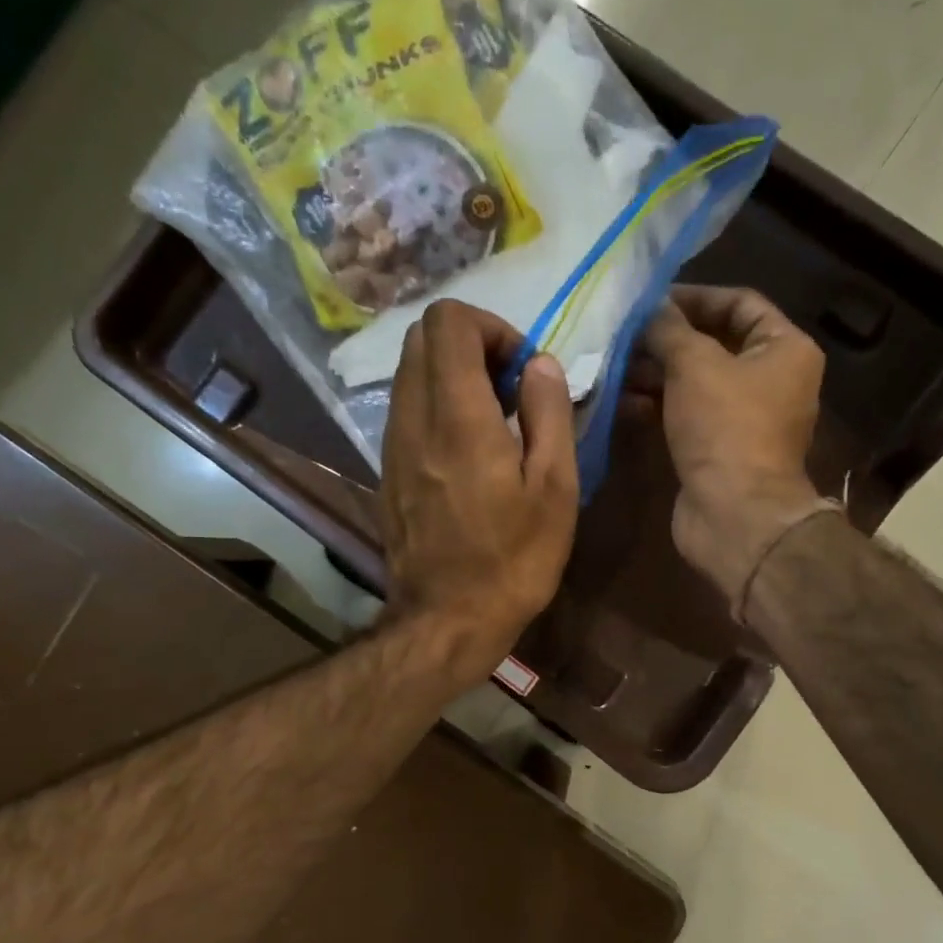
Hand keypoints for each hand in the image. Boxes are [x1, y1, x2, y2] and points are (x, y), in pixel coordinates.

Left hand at [379, 300, 578, 683]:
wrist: (447, 620)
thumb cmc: (514, 561)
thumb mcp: (555, 490)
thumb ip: (549, 413)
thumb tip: (539, 363)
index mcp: (458, 416)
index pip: (449, 321)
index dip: (492, 328)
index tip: (523, 371)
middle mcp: (414, 418)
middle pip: (422, 337)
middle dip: (471, 346)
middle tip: (510, 392)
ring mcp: (392, 446)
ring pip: (410, 374)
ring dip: (452, 378)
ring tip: (493, 425)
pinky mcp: (387, 472)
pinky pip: (406, 411)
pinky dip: (436, 408)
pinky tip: (467, 454)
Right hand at [637, 287, 827, 609]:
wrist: (734, 514)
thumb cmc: (725, 428)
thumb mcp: (694, 364)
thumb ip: (669, 329)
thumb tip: (650, 307)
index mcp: (785, 349)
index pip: (740, 303)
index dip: (695, 296)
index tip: (650, 300)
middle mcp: (771, 380)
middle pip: (715, 344)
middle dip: (667, 339)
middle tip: (623, 335)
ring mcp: (745, 419)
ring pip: (696, 383)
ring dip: (656, 373)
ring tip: (614, 366)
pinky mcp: (718, 450)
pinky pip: (687, 415)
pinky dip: (659, 406)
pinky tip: (623, 402)